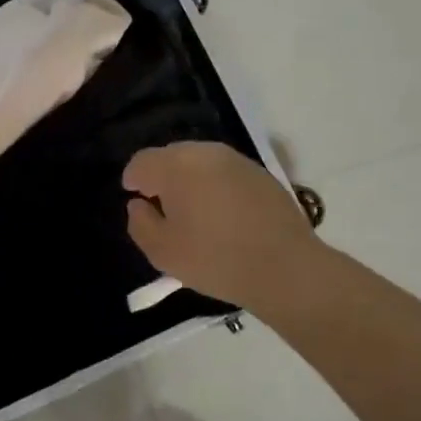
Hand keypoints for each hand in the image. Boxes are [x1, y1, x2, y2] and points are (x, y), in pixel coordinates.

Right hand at [124, 142, 320, 310]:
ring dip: (190, 178)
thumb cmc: (216, 260)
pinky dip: (215, 184)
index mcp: (175, 166)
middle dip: (161, 176)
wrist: (286, 268)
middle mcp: (204, 152)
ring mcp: (236, 160)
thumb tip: (139, 204)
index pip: (142, 161)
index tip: (136, 200)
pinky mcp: (260, 172)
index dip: (133, 179)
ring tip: (194, 210)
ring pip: (199, 161)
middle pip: (171, 156)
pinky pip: (225, 171)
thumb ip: (140, 223)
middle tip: (163, 207)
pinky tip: (223, 213)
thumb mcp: (162, 252)